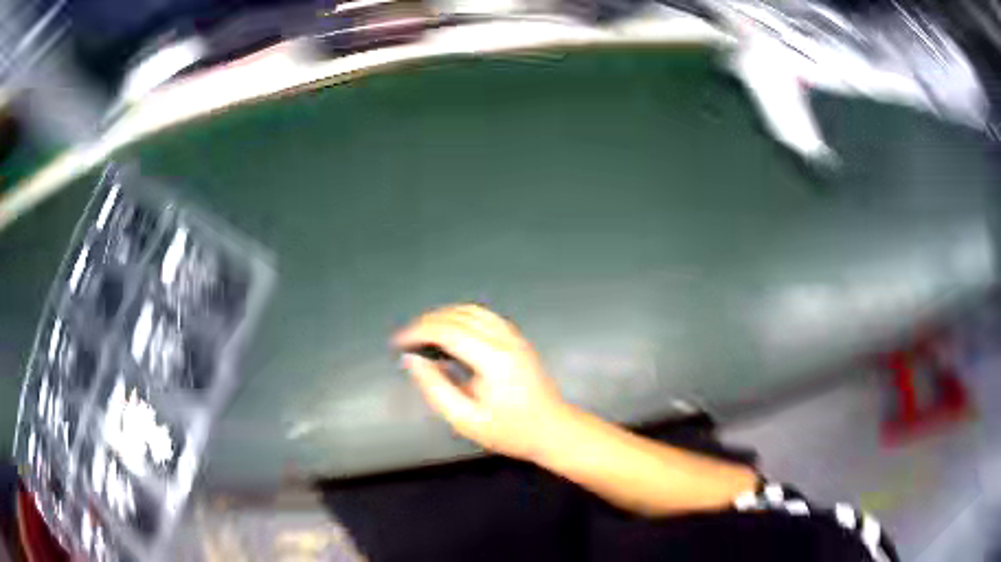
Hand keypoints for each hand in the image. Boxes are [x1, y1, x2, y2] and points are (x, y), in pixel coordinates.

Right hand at [394, 304, 567, 461]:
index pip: (448, 331)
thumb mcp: (465, 420)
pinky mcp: (518, 339)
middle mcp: (505, 340)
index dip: (419, 332)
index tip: (399, 343)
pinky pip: (485, 316)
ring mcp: (515, 336)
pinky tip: (449, 331)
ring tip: (422, 334)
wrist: (552, 430)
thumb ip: (436, 388)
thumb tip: (413, 360)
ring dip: (443, 316)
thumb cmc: (510, 431)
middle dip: (427, 323)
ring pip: (472, 310)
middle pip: (458, 316)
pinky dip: (461, 317)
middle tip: (406, 340)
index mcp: (493, 360)